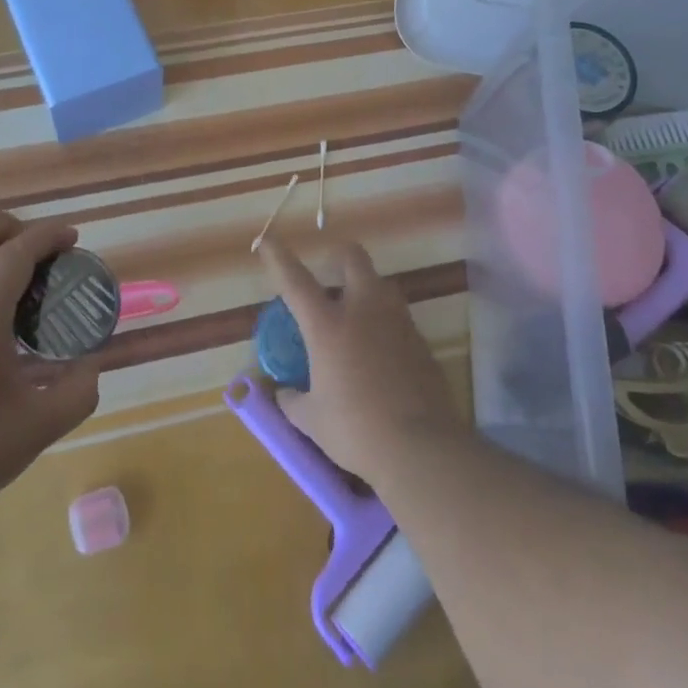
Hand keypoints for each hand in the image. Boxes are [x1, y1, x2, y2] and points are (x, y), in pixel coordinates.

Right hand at [258, 237, 462, 486]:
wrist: (421, 447)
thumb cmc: (356, 430)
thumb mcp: (312, 420)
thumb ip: (293, 401)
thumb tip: (284, 394)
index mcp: (328, 326)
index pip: (296, 281)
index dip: (278, 257)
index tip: (267, 240)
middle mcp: (363, 311)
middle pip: (353, 259)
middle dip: (338, 257)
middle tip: (328, 275)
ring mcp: (397, 322)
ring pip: (381, 283)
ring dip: (364, 288)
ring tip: (354, 315)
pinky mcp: (421, 340)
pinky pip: (398, 316)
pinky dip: (384, 321)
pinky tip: (379, 350)